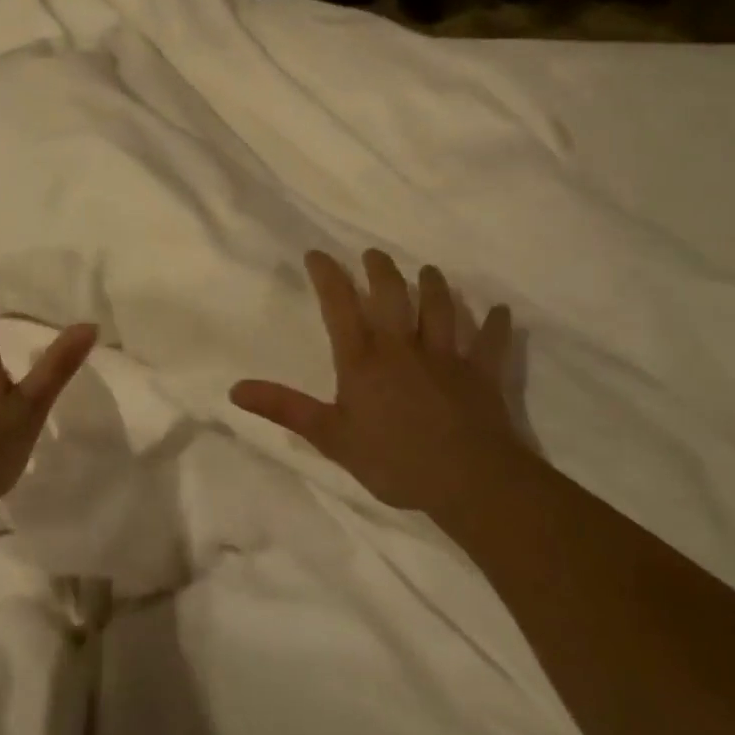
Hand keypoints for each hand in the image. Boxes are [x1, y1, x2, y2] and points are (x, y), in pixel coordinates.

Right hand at [229, 250, 523, 521]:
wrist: (468, 480)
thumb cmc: (393, 460)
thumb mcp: (330, 437)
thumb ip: (284, 408)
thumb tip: (234, 389)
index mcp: (363, 359)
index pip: (339, 306)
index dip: (327, 277)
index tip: (317, 253)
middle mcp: (402, 347)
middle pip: (392, 296)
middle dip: (381, 270)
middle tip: (374, 254)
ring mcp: (445, 357)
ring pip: (440, 309)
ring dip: (434, 286)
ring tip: (428, 270)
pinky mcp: (481, 374)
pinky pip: (489, 344)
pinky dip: (494, 326)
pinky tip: (499, 311)